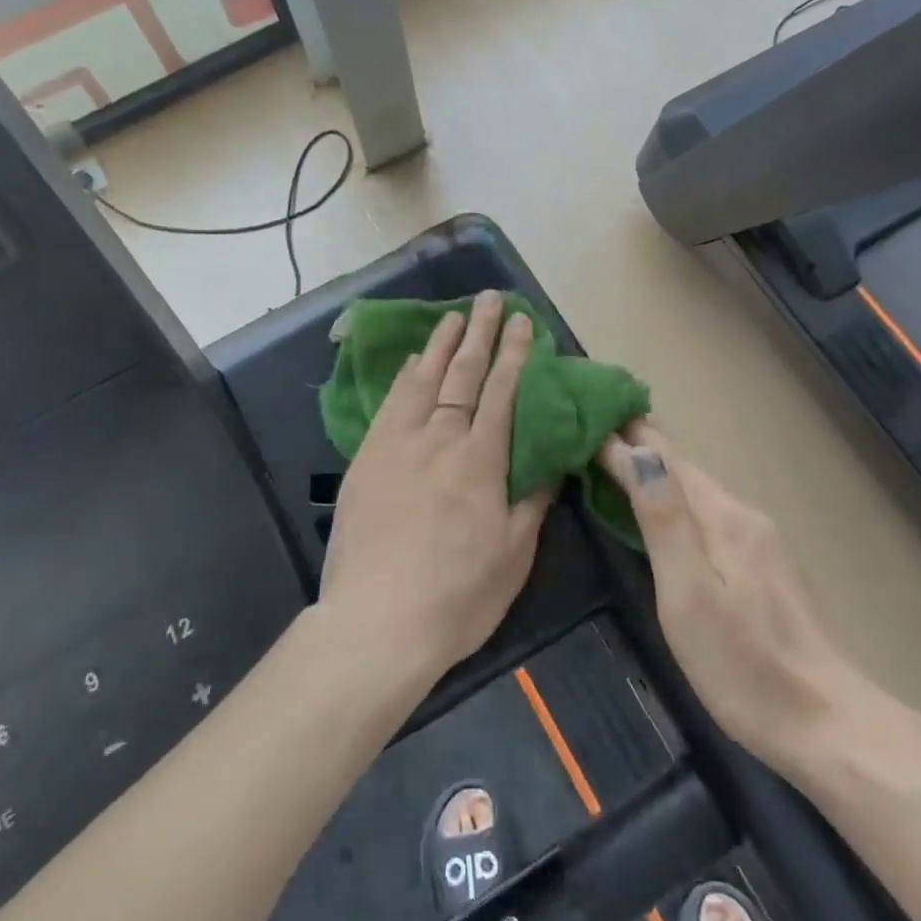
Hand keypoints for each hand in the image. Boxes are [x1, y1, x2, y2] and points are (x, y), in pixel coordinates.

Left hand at [321, 291, 556, 683]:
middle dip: (480, 332)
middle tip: (490, 299)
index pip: (502, 392)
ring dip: (442, 344)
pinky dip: (406, 377)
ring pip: (424, 380)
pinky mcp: (367, 458)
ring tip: (454, 316)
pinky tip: (413, 362)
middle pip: (463, 374)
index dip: (515, 353)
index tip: (523, 321)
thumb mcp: (514, 555)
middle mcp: (439, 439)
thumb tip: (552, 460)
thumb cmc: (457, 595)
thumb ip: (533, 500)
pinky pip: (390, 404)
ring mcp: (397, 444)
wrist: (376, 621)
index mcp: (480, 459)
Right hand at [601, 420, 867, 782]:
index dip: (624, 435)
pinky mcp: (764, 567)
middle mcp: (743, 515)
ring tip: (613, 459)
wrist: (830, 727)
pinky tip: (660, 510)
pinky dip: (674, 498)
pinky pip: (708, 513)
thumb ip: (662, 520)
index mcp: (722, 516)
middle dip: (637, 444)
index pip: (665, 456)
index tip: (583, 417)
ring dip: (655, 470)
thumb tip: (636, 451)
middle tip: (589, 429)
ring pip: (696, 489)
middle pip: (682, 467)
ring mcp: (759, 541)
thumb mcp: (688, 594)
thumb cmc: (743, 666)